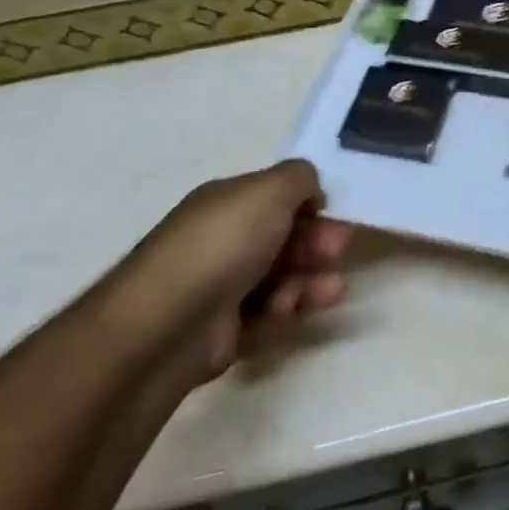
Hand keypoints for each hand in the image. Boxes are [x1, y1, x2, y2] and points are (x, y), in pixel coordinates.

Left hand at [101, 159, 351, 383]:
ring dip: (309, 280)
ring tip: (331, 290)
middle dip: (316, 242)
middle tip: (339, 250)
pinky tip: (288, 310)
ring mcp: (219, 286)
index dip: (308, 204)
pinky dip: (284, 310)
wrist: (169, 322)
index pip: (273, 197)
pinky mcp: (222, 330)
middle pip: (281, 238)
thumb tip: (310, 191)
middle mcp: (221, 240)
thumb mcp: (270, 190)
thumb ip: (299, 178)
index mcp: (225, 203)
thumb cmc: (224, 244)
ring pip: (279, 278)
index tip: (334, 214)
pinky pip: (264, 315)